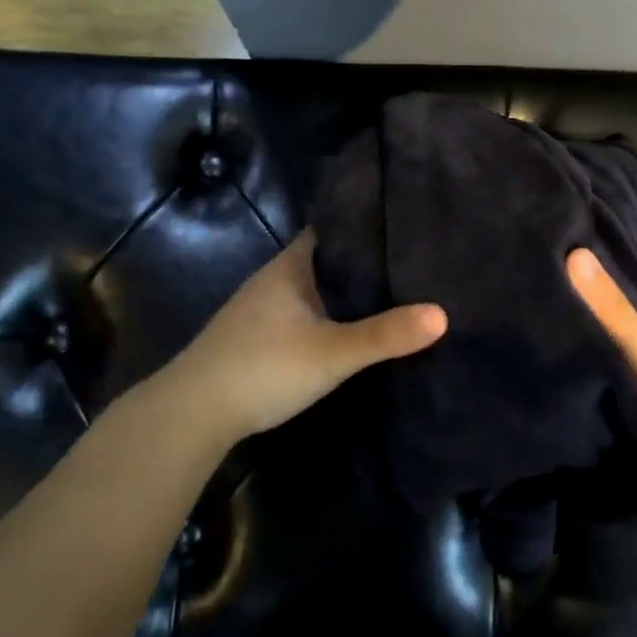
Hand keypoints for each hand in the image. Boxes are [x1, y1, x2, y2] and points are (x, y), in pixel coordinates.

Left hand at [161, 231, 446, 443]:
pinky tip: (347, 327)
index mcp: (290, 265)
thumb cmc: (263, 367)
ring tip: (391, 290)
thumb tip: (443, 314)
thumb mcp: (332, 352)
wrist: (192, 413)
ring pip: (312, 287)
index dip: (364, 223)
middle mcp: (274, 278)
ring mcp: (260, 308)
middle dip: (362, 259)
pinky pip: (301, 311)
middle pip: (325, 258)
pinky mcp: (255, 336)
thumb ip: (385, 335)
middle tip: (410, 259)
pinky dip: (326, 312)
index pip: (332, 228)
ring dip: (343, 288)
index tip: (403, 224)